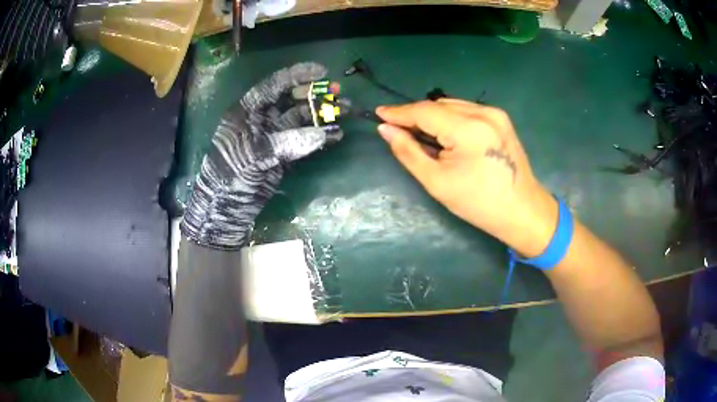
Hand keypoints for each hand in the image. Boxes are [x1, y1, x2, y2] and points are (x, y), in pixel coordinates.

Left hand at [181, 62, 341, 248]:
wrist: (225, 210)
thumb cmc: (230, 177)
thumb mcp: (252, 156)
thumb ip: (285, 143)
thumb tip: (321, 134)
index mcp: (248, 111)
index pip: (274, 85)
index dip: (297, 76)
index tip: (323, 71)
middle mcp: (262, 119)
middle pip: (292, 99)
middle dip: (315, 95)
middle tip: (340, 93)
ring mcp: (274, 137)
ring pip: (302, 119)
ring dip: (322, 115)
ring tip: (345, 112)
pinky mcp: (283, 154)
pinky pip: (305, 141)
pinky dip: (321, 137)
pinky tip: (336, 136)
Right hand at [376, 99, 556, 256]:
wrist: (522, 211)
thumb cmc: (478, 203)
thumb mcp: (437, 182)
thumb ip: (408, 151)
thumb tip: (385, 129)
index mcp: (468, 129)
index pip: (424, 111)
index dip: (399, 112)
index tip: (379, 113)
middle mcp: (483, 113)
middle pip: (438, 105)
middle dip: (415, 115)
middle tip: (397, 129)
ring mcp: (495, 113)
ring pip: (452, 105)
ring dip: (433, 116)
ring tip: (420, 134)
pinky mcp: (501, 118)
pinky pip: (466, 110)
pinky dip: (450, 118)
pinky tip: (446, 134)